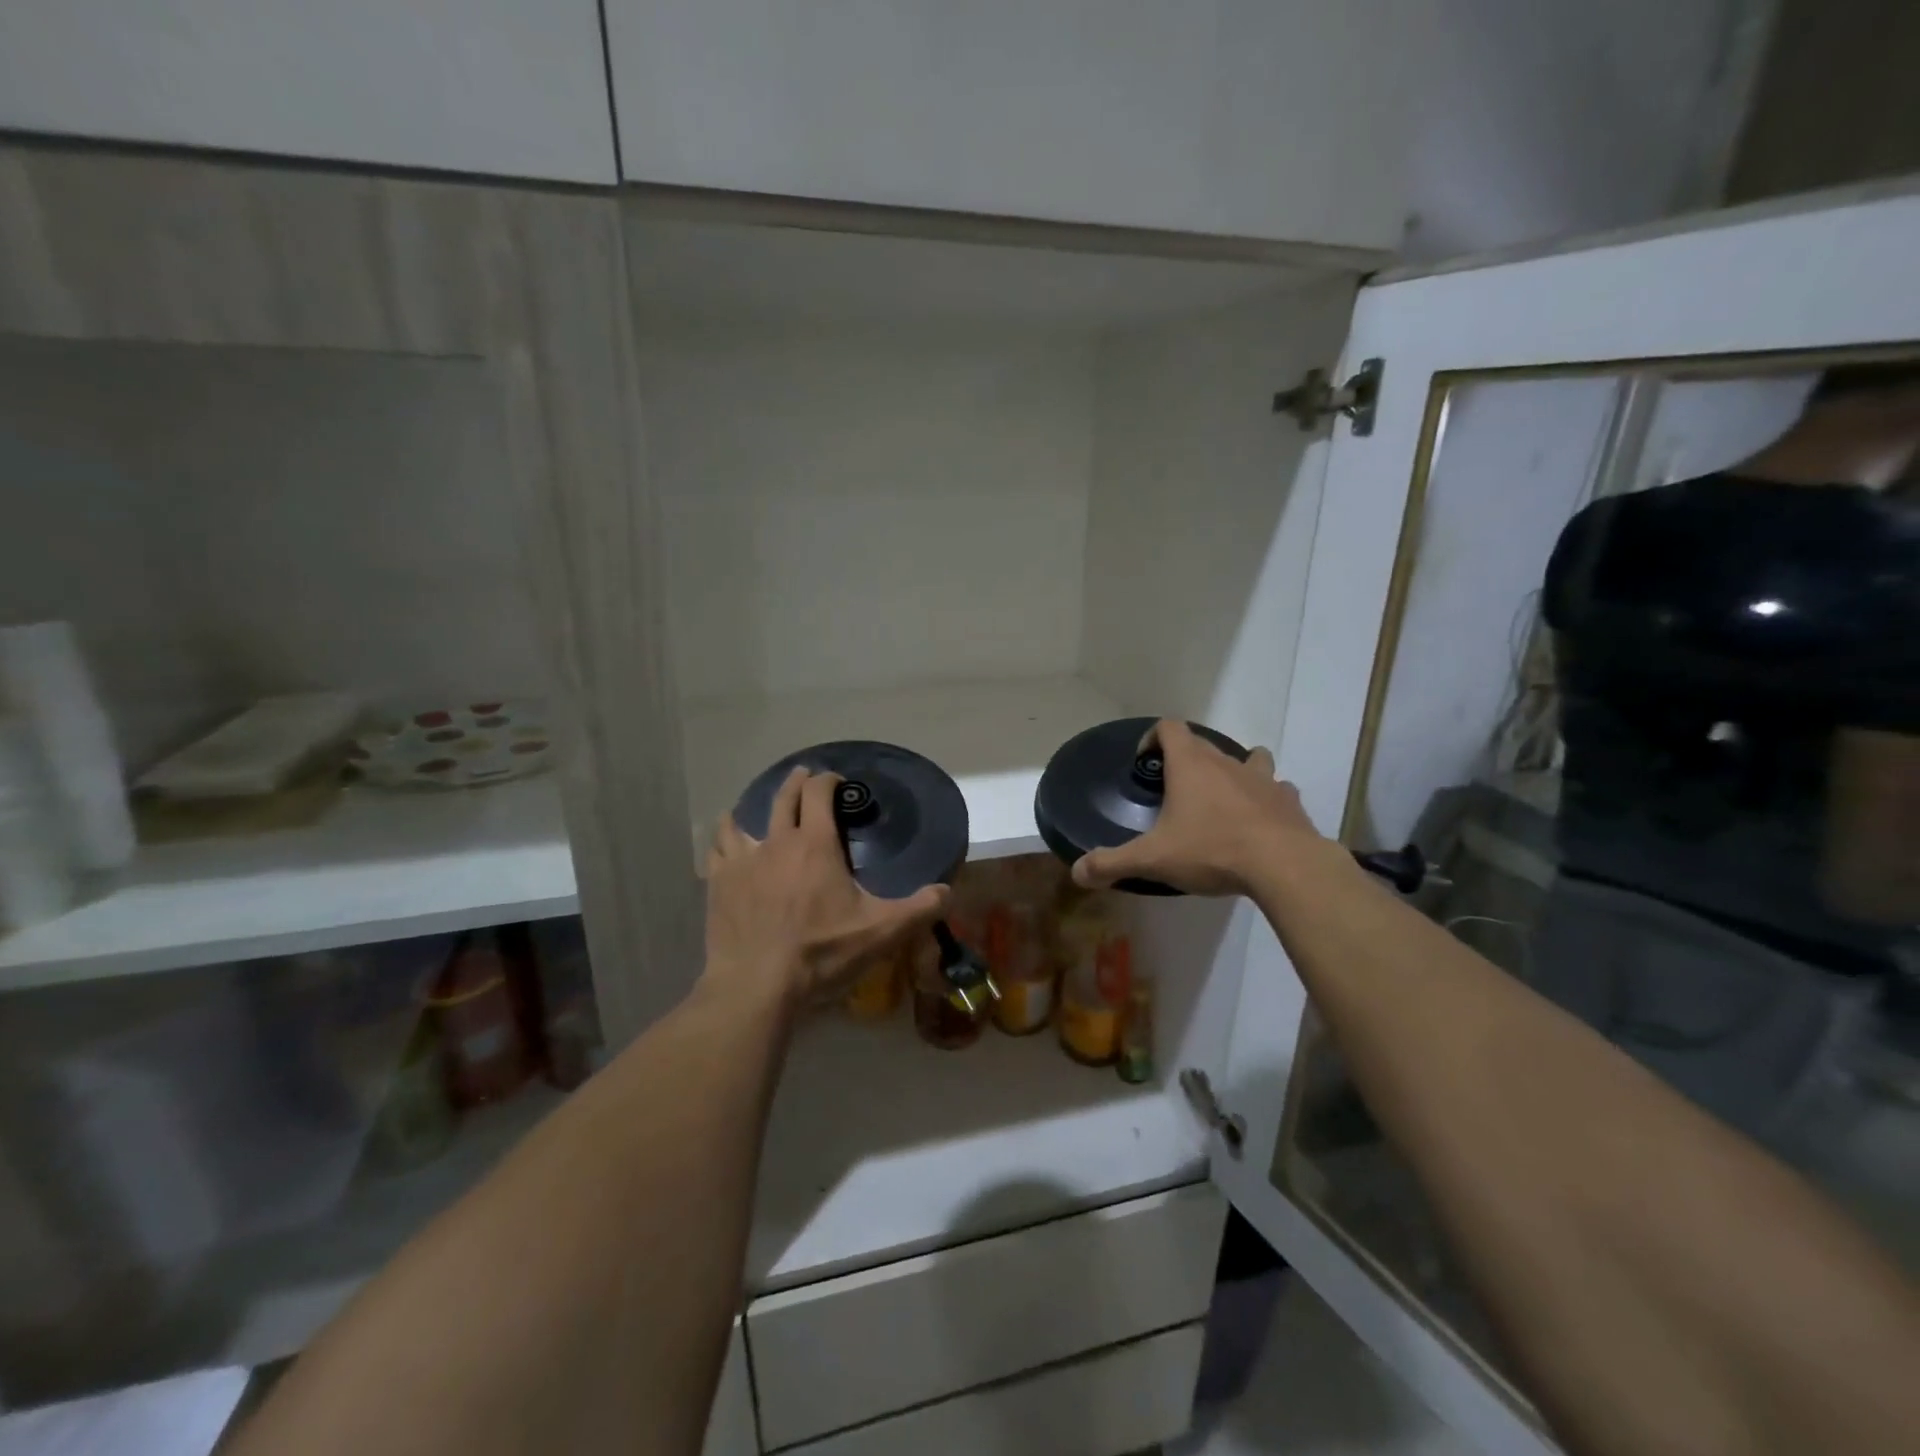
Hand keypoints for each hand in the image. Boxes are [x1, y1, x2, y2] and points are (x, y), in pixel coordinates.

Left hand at [705, 767, 948, 1007]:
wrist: (757, 985)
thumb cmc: (822, 953)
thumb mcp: (880, 932)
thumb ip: (918, 909)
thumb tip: (947, 891)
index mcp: (816, 845)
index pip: (819, 794)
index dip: (829, 781)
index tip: (837, 782)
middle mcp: (778, 842)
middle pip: (785, 798)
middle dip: (797, 783)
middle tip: (804, 777)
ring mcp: (743, 861)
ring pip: (745, 819)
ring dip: (757, 806)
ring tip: (759, 805)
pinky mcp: (719, 883)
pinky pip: (718, 847)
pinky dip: (724, 836)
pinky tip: (725, 839)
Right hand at [1072, 720, 1324, 896]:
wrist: (1284, 865)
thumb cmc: (1211, 850)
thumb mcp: (1153, 860)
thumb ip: (1112, 863)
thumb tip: (1077, 872)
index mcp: (1191, 765)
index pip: (1169, 728)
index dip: (1153, 738)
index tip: (1145, 763)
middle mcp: (1226, 762)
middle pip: (1203, 744)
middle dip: (1187, 761)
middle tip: (1175, 793)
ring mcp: (1263, 779)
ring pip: (1249, 758)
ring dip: (1235, 771)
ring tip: (1223, 799)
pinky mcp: (1289, 801)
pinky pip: (1277, 789)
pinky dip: (1266, 798)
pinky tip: (1260, 820)